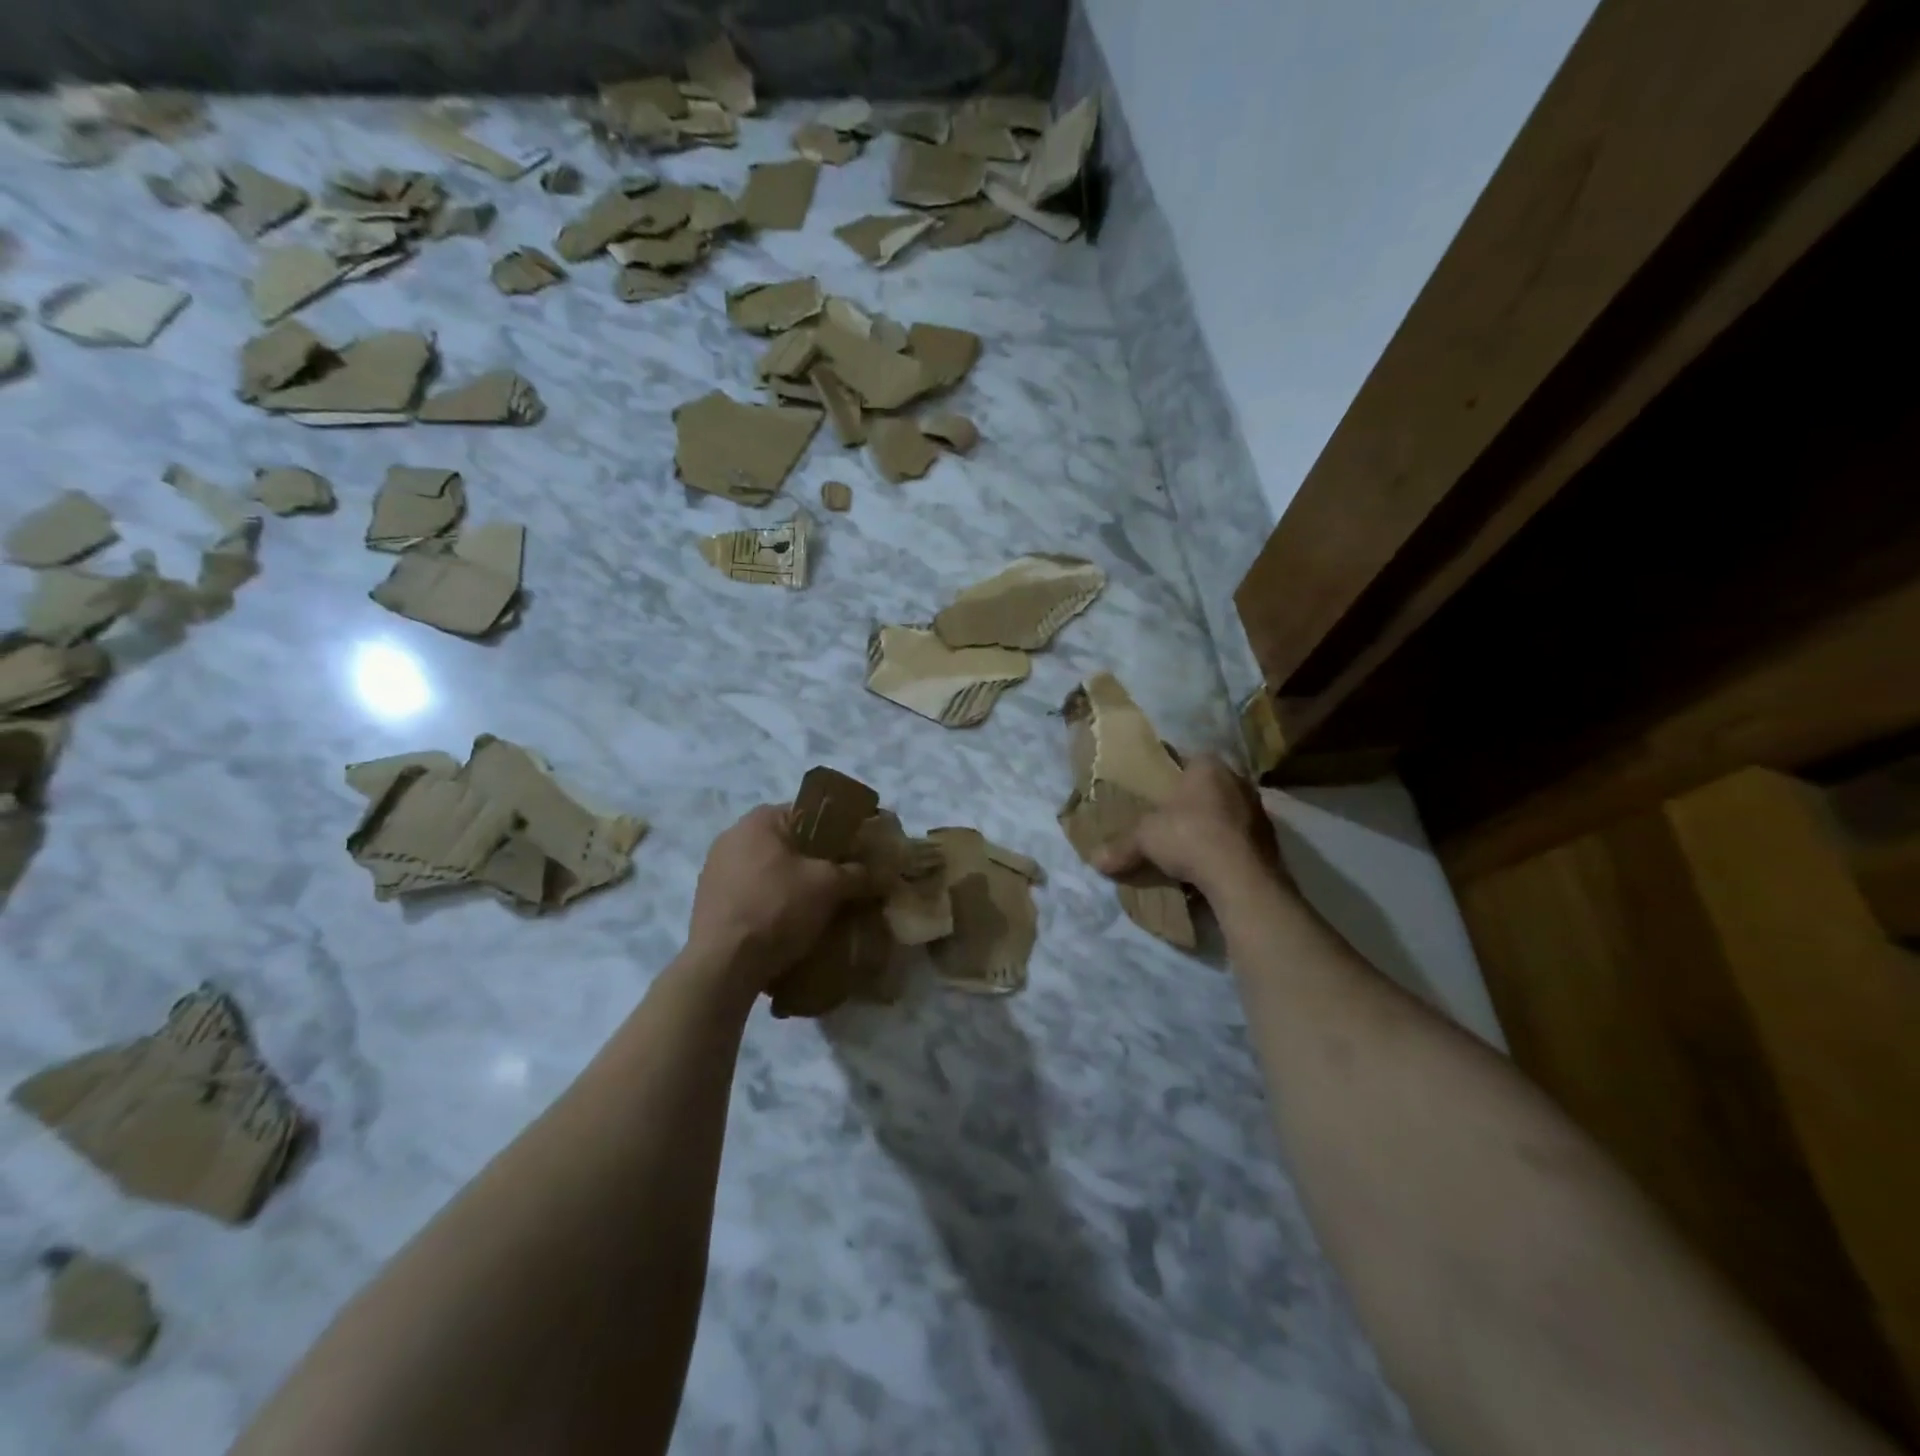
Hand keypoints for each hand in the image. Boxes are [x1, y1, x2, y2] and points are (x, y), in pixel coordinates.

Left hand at [686, 805, 877, 989]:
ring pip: (770, 871)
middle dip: (817, 862)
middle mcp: (732, 836)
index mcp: (759, 820)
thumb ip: (857, 873)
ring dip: (794, 884)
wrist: (723, 965)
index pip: (809, 814)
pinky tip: (790, 924)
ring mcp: (716, 870)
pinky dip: (773, 903)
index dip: (838, 832)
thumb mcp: (828, 886)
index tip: (857, 853)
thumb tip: (883, 874)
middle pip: (789, 843)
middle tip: (844, 882)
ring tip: (820, 907)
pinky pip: (753, 893)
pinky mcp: (710, 902)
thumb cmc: (776, 908)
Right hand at [1094, 754, 1284, 898]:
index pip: (1186, 759)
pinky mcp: (1269, 838)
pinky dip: (1225, 845)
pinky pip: (1238, 836)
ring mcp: (1258, 808)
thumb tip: (1095, 860)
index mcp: (1208, 765)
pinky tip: (1210, 862)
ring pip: (1226, 810)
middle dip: (1190, 800)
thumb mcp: (1145, 838)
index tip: (1155, 791)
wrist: (1242, 878)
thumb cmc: (1190, 837)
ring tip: (1188, 843)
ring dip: (1210, 823)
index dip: (1169, 774)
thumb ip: (1121, 846)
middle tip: (1168, 818)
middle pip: (1207, 785)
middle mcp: (1237, 779)